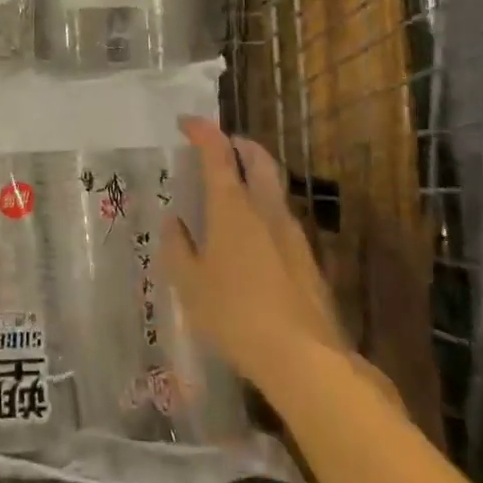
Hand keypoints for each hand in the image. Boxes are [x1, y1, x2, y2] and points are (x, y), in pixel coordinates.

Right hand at [159, 117, 348, 391]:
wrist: (306, 359)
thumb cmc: (236, 315)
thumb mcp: (190, 285)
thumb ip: (178, 248)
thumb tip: (174, 222)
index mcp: (233, 206)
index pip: (217, 152)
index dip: (202, 131)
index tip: (186, 123)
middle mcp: (265, 208)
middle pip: (257, 158)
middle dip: (238, 143)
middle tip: (220, 146)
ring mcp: (292, 233)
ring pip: (274, 186)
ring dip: (254, 175)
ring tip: (233, 190)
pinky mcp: (308, 259)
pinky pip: (281, 217)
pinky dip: (264, 208)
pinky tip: (252, 236)